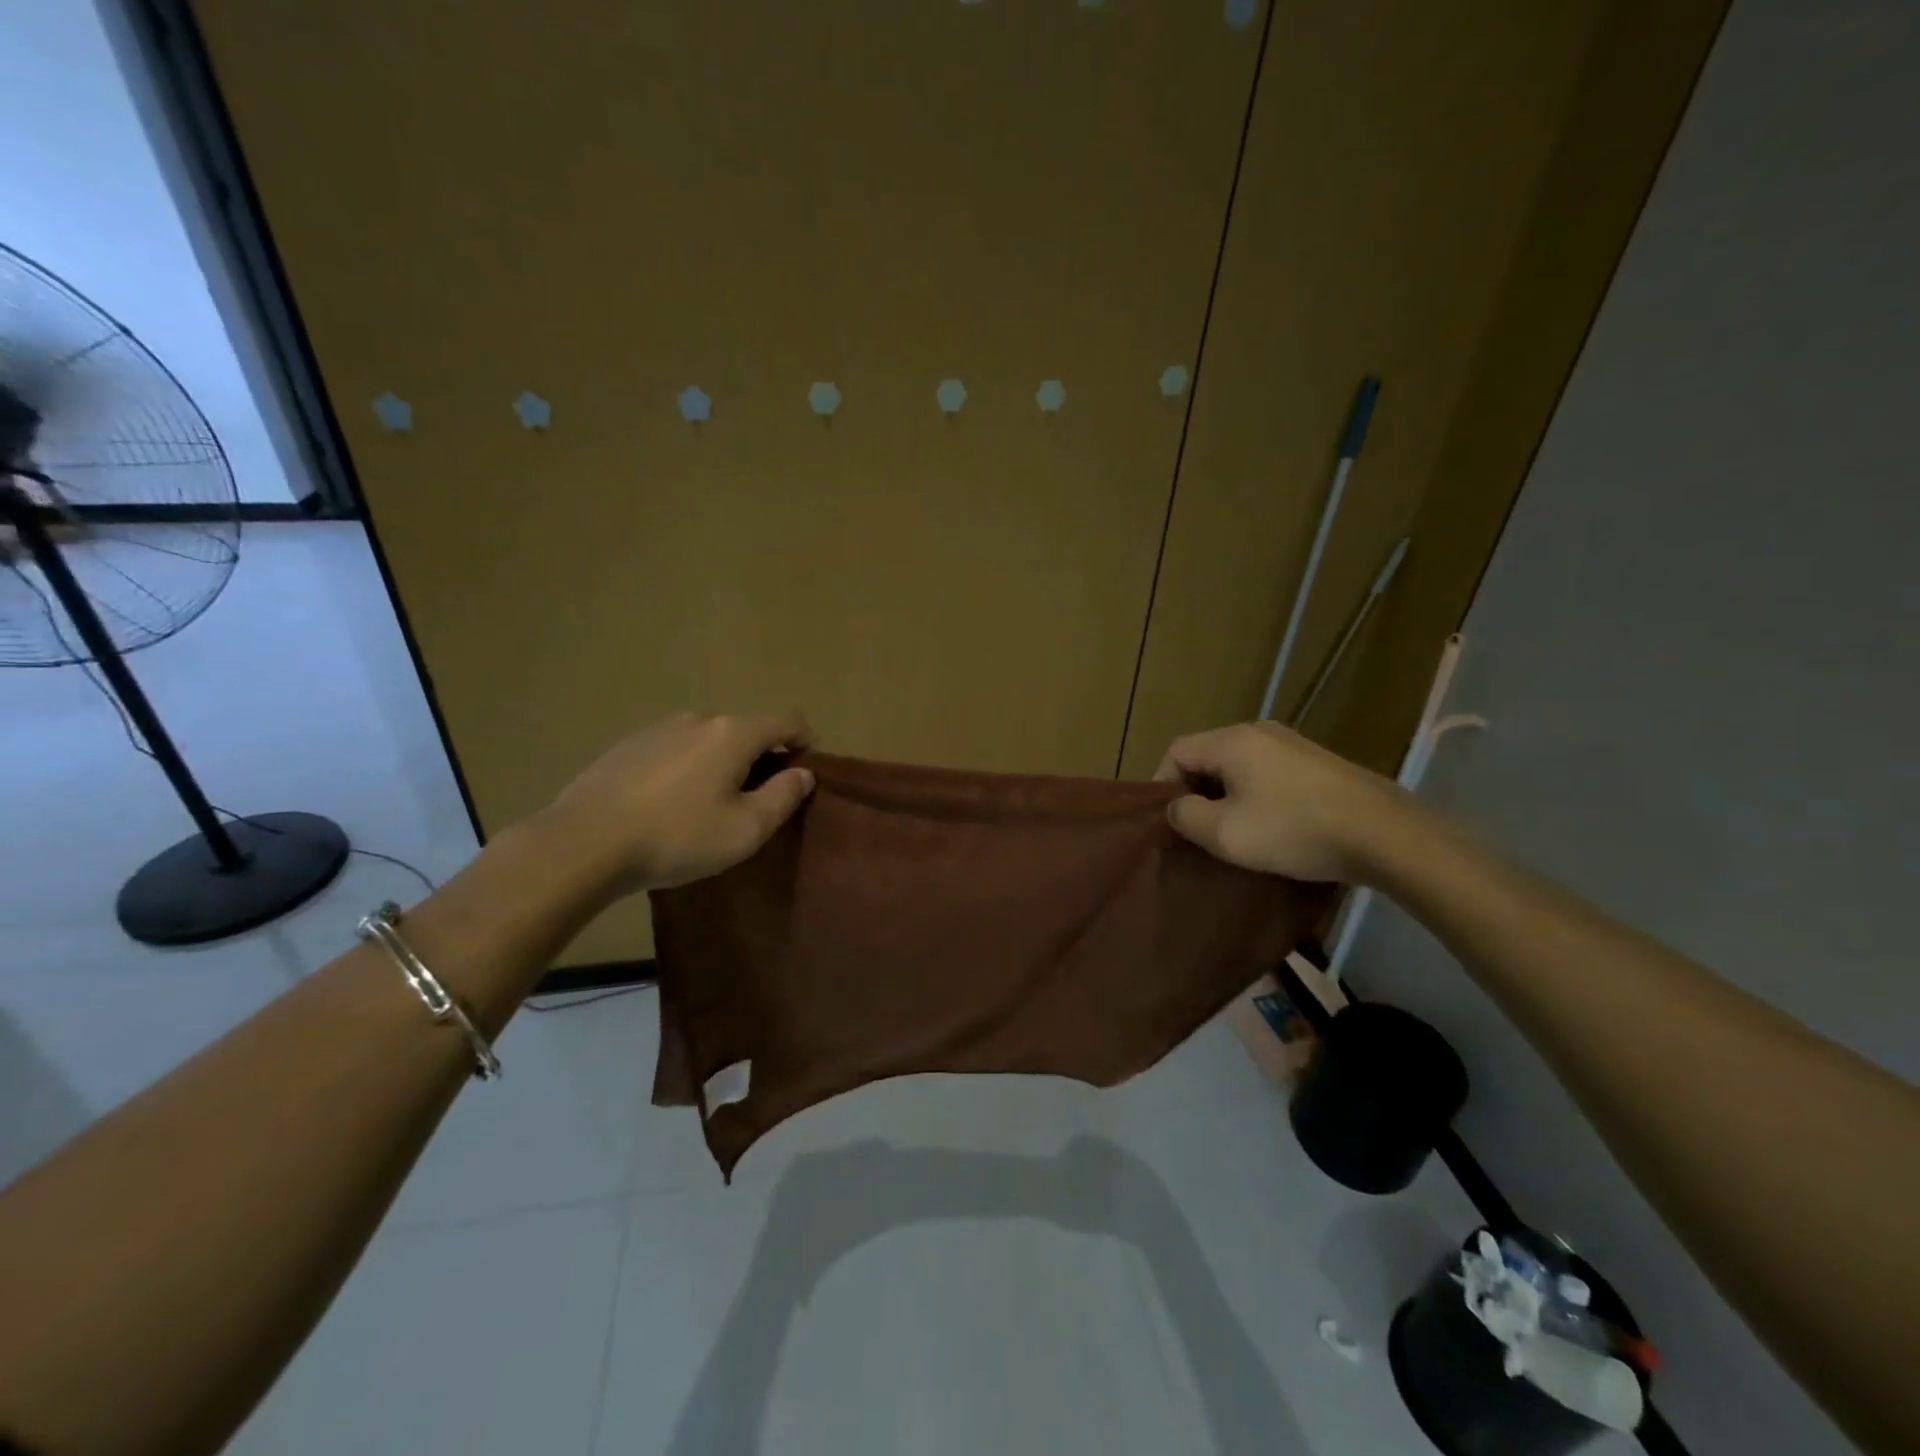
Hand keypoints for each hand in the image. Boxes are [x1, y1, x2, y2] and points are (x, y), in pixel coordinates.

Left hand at [542, 711, 815, 892]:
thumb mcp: (745, 829)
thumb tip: (803, 773)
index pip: (786, 720)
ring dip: (721, 763)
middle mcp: (699, 719)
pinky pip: (674, 749)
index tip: (806, 771)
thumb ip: (783, 796)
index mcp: (733, 733)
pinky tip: (669, 804)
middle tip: (756, 800)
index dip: (805, 741)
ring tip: (708, 805)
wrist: (583, 843)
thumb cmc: (677, 837)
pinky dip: (686, 768)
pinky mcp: (628, 745)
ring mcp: (658, 728)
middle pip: (745, 730)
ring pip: (708, 740)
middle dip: (760, 758)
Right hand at [1154, 721, 1414, 883]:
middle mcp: (1260, 732)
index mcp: (1232, 741)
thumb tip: (1177, 808)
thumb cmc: (1293, 830)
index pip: (1177, 751)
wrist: (1385, 834)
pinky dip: (1256, 796)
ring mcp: (1294, 745)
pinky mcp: (1319, 764)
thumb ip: (1187, 817)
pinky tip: (1271, 827)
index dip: (1163, 785)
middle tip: (1198, 830)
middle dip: (1195, 791)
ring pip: (1240, 766)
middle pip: (1208, 755)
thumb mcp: (1226, 833)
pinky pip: (1269, 774)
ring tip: (1233, 832)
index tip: (1170, 823)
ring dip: (1227, 796)